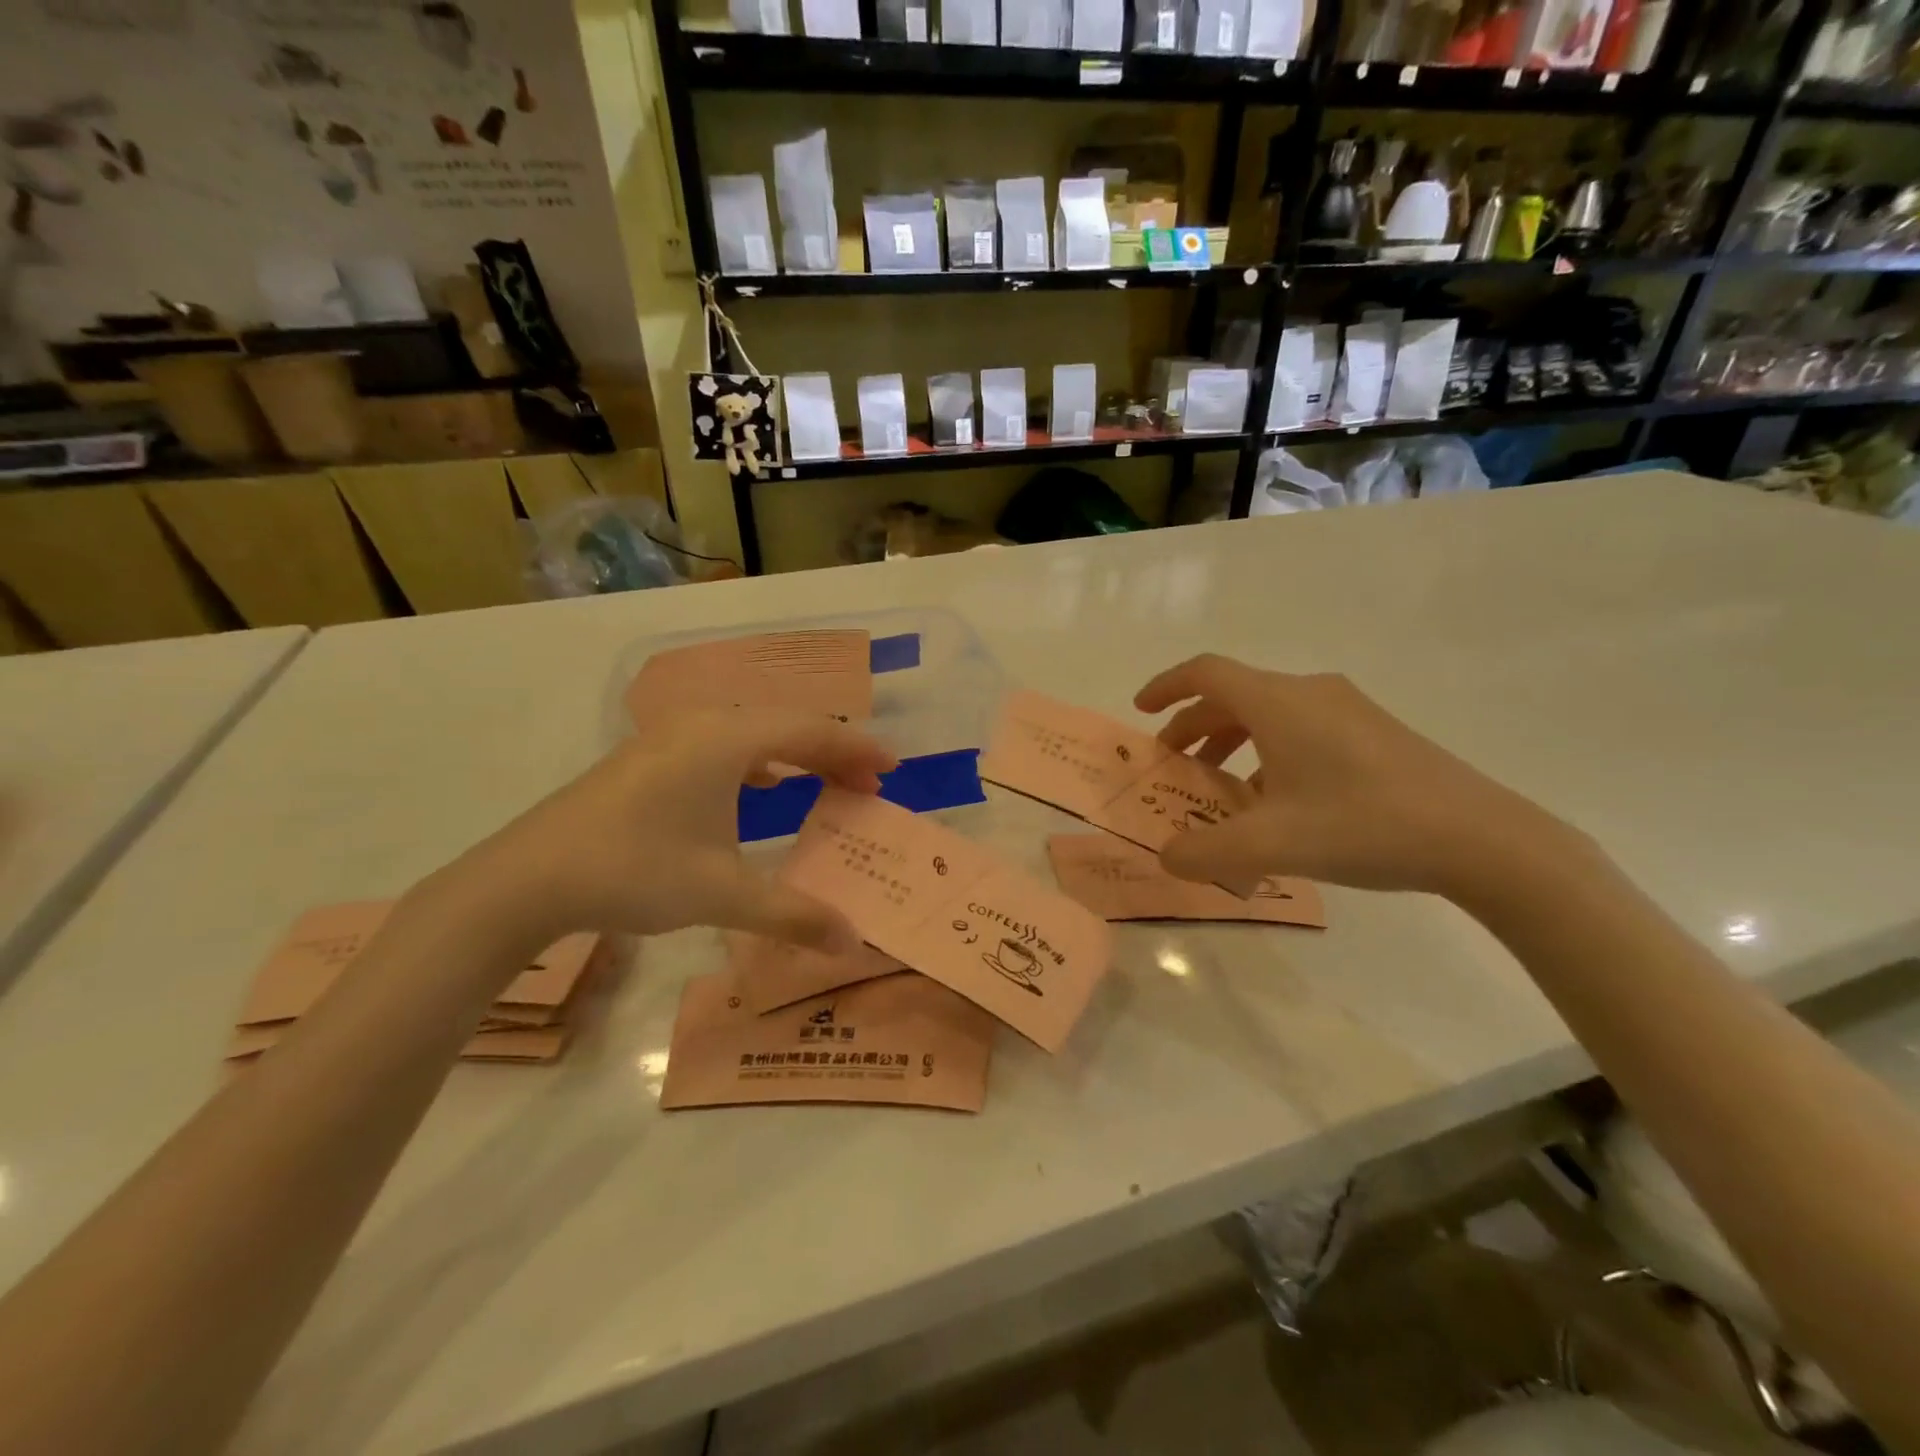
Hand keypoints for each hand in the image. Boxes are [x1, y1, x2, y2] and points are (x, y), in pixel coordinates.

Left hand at [454, 710, 895, 949]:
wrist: (527, 878)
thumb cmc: (634, 871)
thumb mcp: (721, 894)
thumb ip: (793, 914)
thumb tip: (851, 941)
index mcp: (727, 741)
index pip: (811, 732)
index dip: (857, 749)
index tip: (893, 769)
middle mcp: (702, 726)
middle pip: (786, 726)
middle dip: (833, 753)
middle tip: (868, 786)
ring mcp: (670, 737)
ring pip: (753, 734)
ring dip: (796, 756)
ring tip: (827, 784)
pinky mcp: (649, 757)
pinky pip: (723, 745)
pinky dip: (759, 761)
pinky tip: (764, 786)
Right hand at [1134, 655, 1577, 898]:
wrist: (1482, 839)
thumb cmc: (1363, 826)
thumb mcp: (1269, 845)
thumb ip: (1204, 852)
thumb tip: (1167, 857)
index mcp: (1279, 703)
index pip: (1206, 673)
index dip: (1166, 687)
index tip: (1141, 711)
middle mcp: (1310, 693)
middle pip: (1233, 696)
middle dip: (1193, 727)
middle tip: (1173, 765)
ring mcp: (1348, 710)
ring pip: (1268, 714)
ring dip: (1231, 742)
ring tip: (1220, 788)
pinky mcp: (1374, 733)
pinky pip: (1301, 729)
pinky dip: (1269, 754)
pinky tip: (1277, 803)